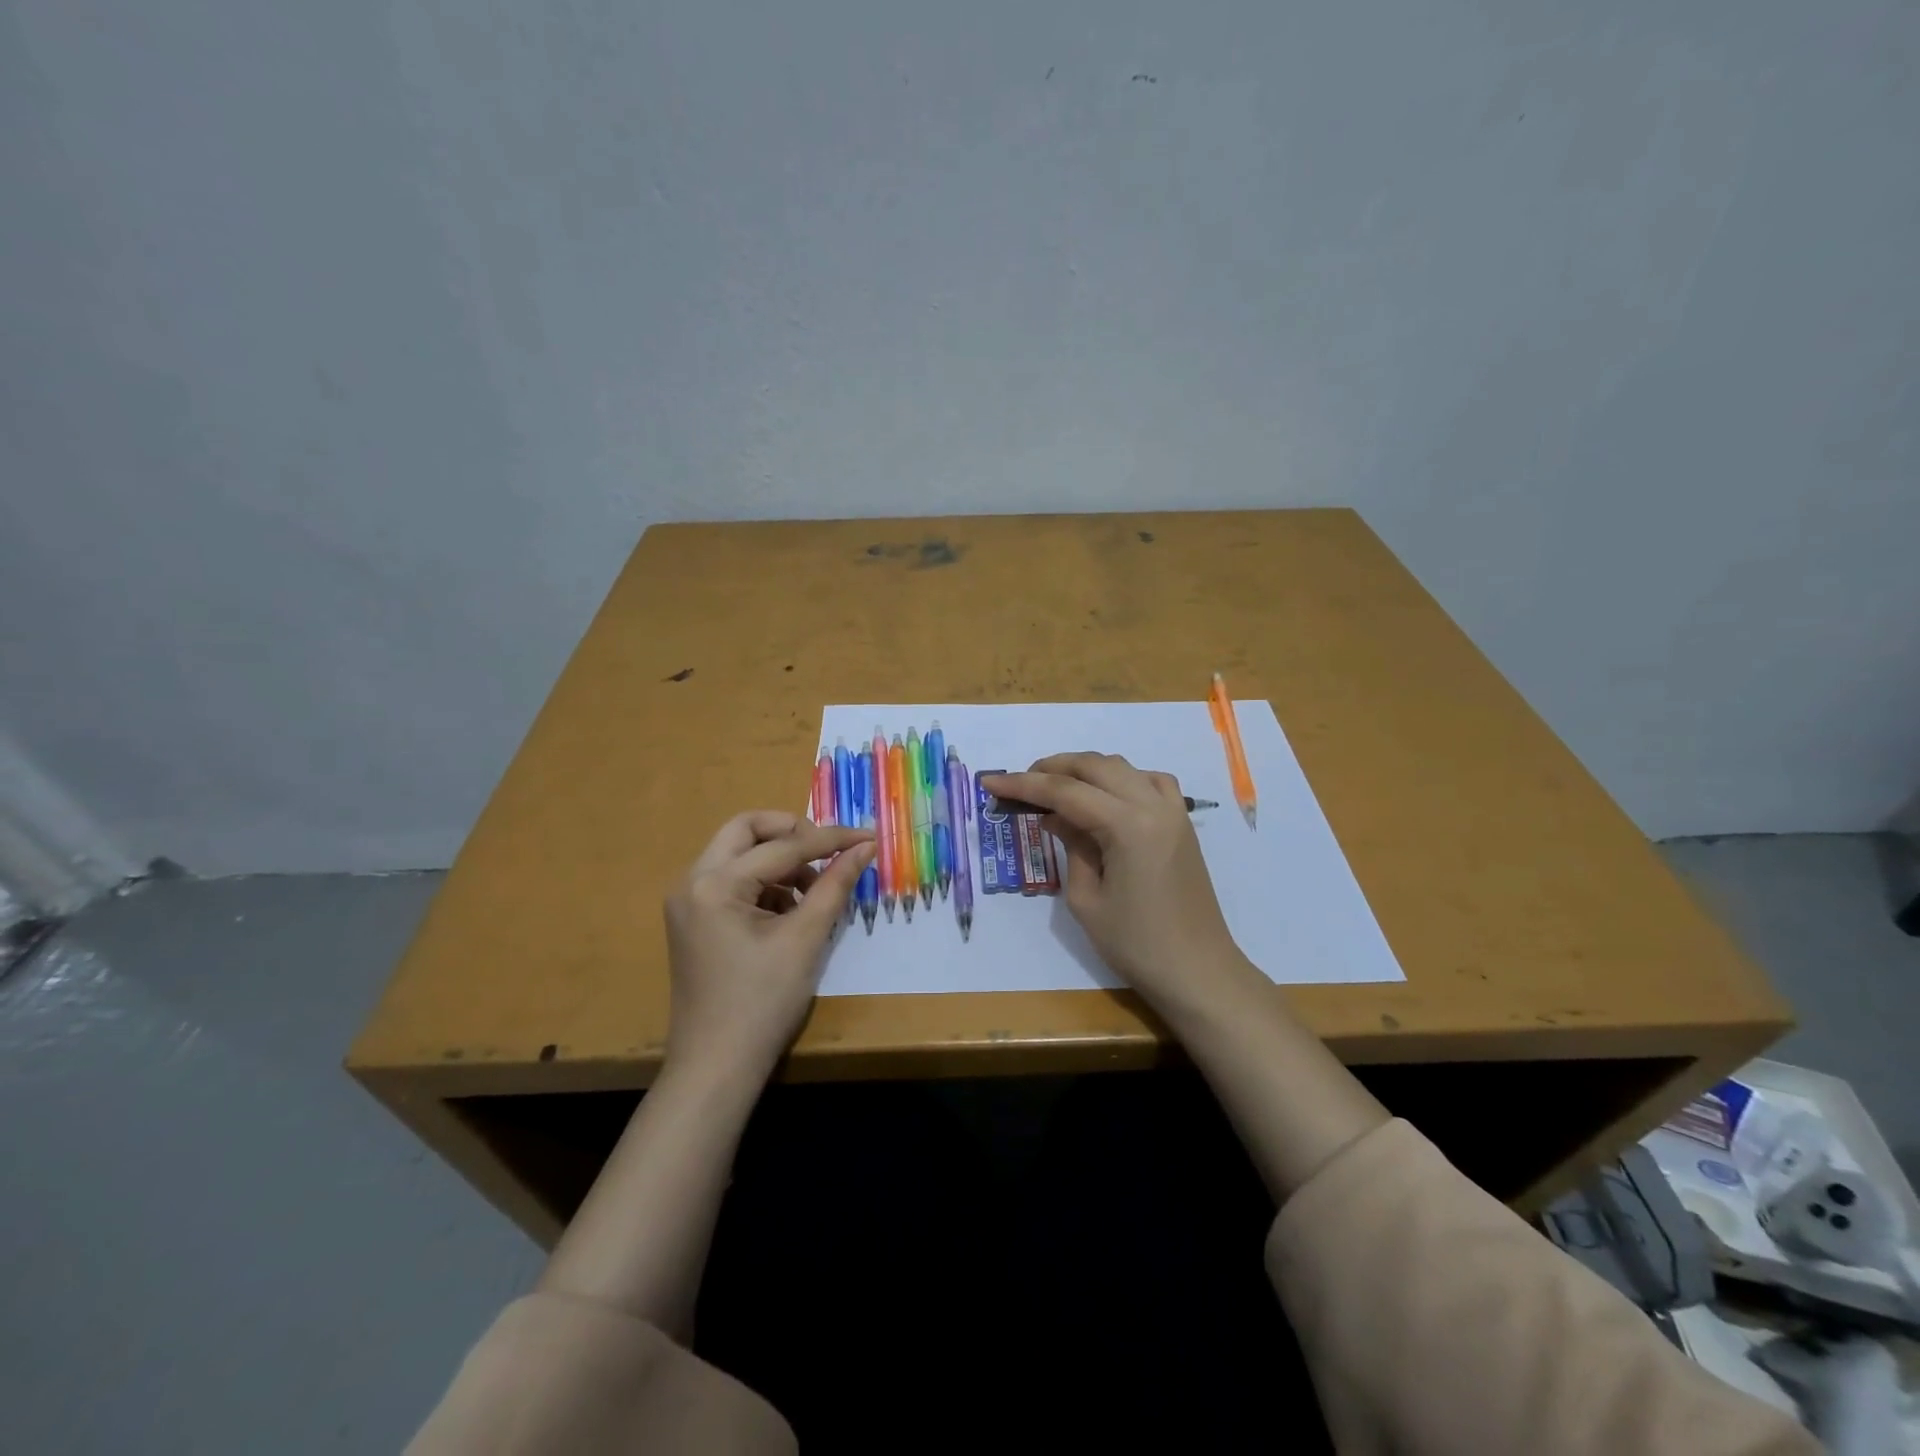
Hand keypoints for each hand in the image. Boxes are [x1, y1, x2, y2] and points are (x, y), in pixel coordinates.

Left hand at [663, 811, 873, 1082]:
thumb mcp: (806, 938)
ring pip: (739, 853)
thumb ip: (835, 885)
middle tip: (828, 852)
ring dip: (779, 860)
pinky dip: (765, 884)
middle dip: (792, 833)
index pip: (782, 845)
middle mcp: (692, 881)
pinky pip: (733, 880)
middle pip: (746, 830)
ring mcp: (688, 901)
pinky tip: (790, 912)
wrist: (717, 1067)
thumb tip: (866, 846)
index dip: (830, 839)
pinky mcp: (694, 919)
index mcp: (714, 884)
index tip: (868, 837)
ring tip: (814, 892)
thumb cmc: (762, 1003)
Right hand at [981, 754, 1248, 1008]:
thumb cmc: (1136, 945)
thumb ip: (1070, 846)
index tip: (990, 781)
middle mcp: (1153, 805)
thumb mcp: (1086, 899)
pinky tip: (1104, 796)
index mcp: (1128, 826)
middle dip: (1052, 768)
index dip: (1023, 784)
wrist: (1197, 971)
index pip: (1065, 792)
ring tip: (1055, 787)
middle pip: (1094, 766)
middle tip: (1020, 782)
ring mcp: (1173, 811)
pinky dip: (1120, 779)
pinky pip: (1149, 781)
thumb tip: (1054, 816)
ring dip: (1085, 769)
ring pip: (1122, 767)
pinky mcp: (1181, 823)